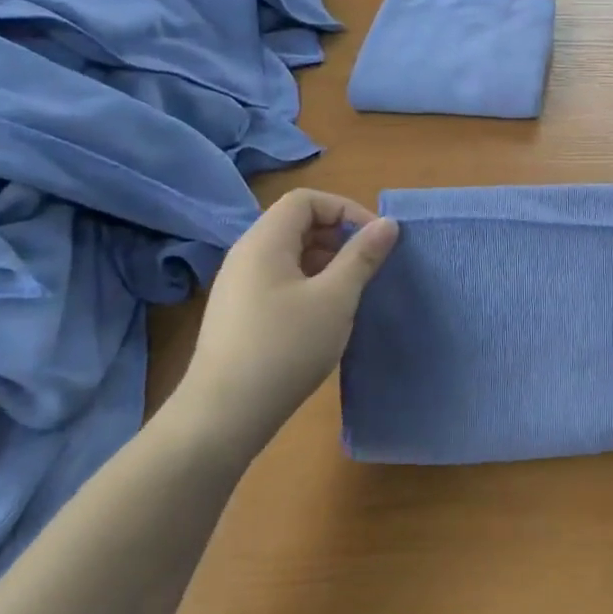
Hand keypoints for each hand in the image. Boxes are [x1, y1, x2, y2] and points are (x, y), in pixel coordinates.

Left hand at [167, 190, 396, 452]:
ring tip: (351, 293)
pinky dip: (309, 284)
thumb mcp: (335, 299)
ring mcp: (239, 286)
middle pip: (296, 224)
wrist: (224, 413)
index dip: (345, 210)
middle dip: (338, 237)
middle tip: (368, 267)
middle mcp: (246, 255)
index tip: (375, 240)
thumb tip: (388, 223)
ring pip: (290, 255)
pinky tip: (325, 317)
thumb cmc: (286, 347)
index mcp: (264, 242)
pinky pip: (279, 280)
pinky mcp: (239, 313)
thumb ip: (362, 256)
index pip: (306, 200)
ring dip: (326, 263)